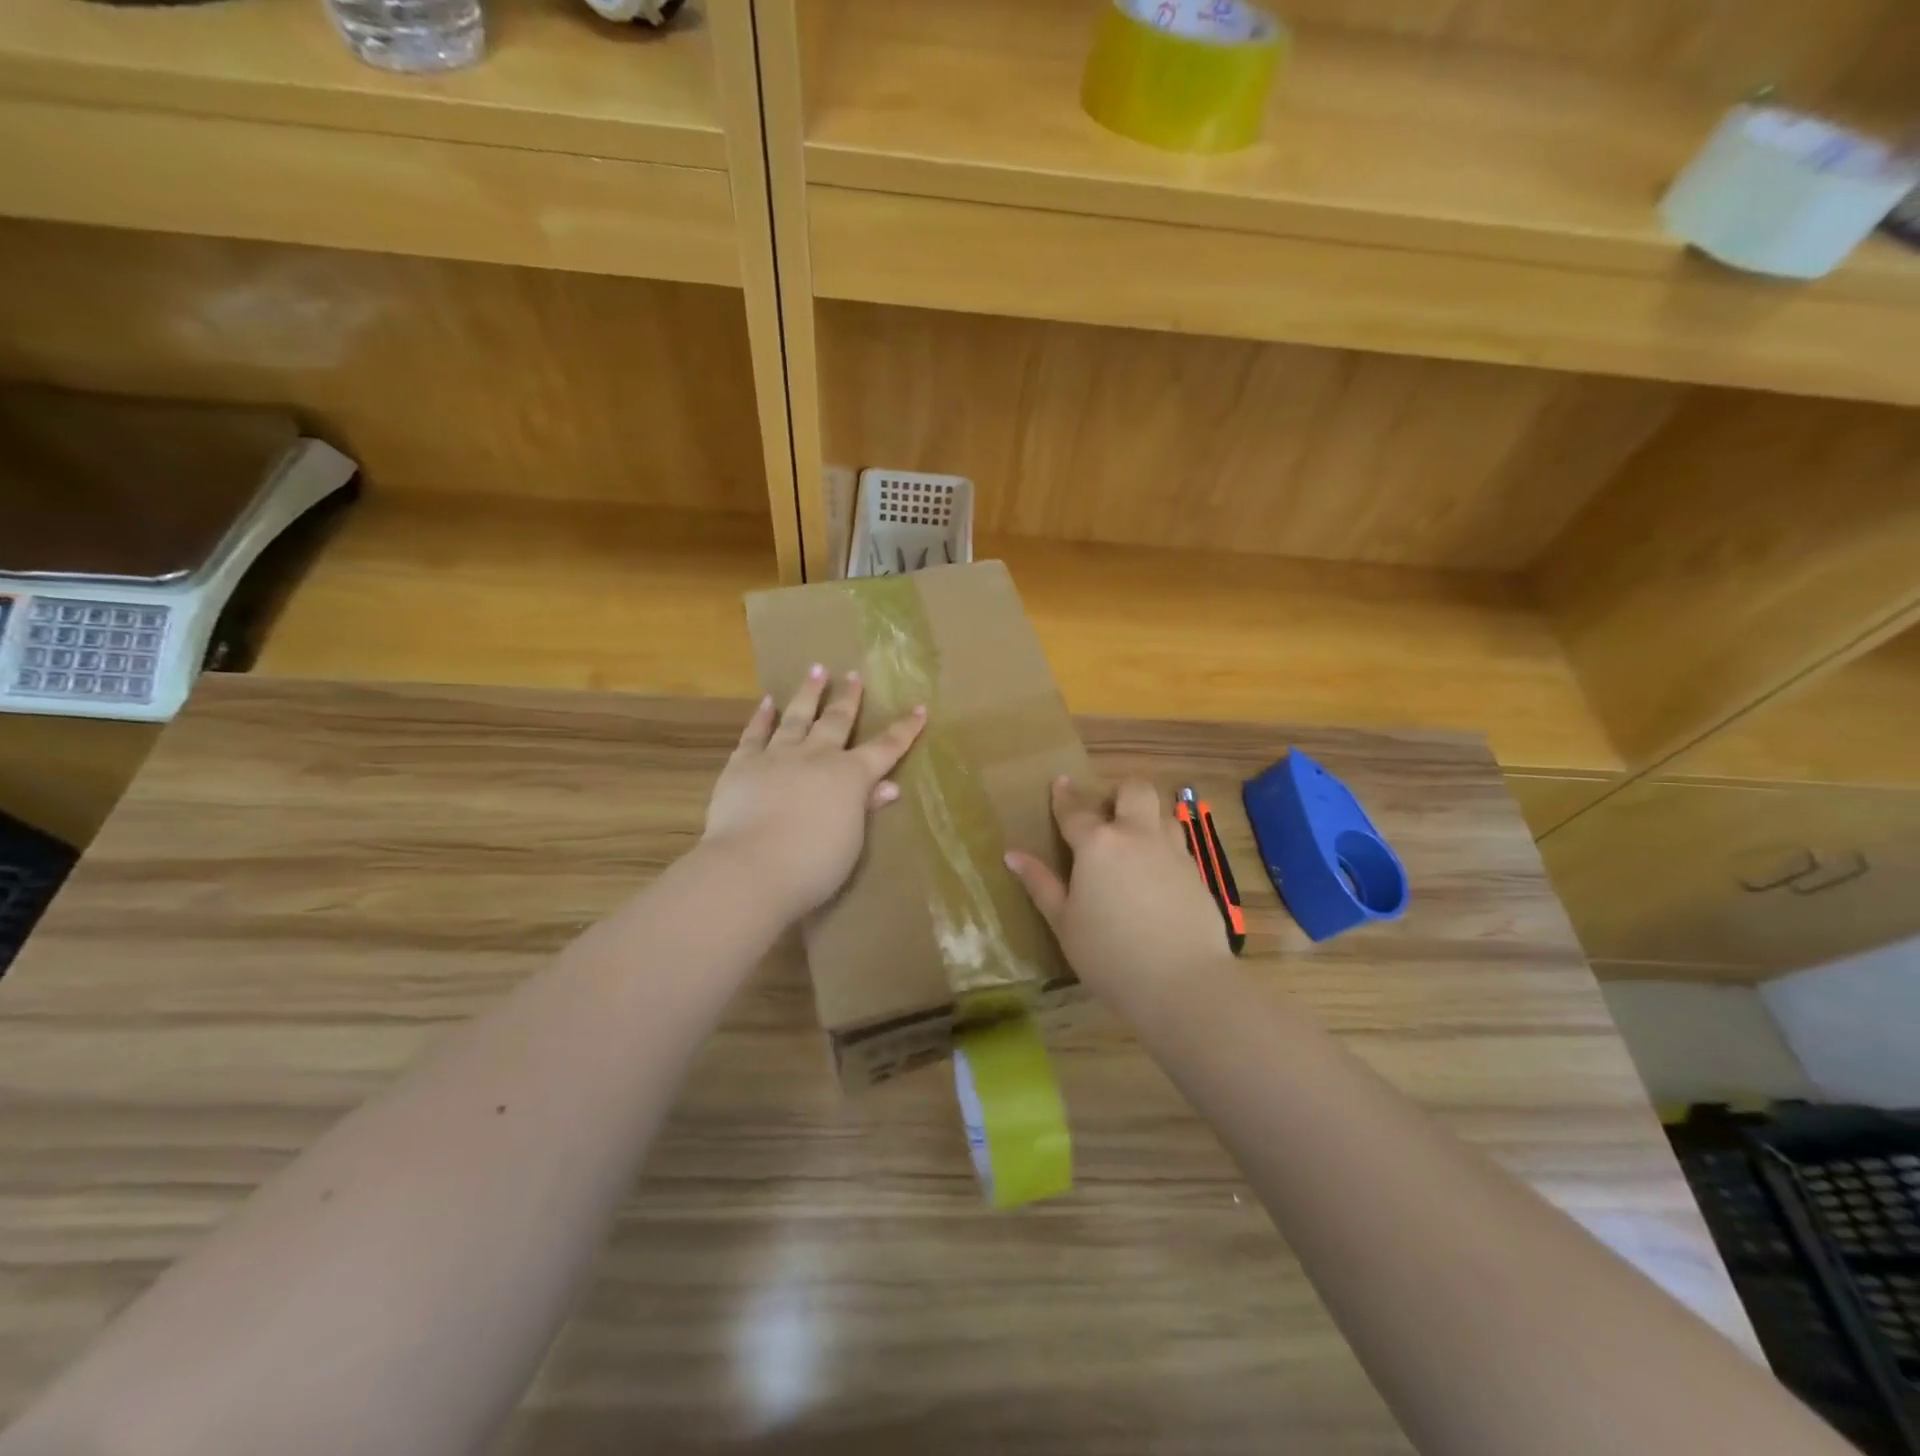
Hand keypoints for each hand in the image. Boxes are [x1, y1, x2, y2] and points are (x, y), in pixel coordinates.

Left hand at [702, 667, 925, 923]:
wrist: (752, 867)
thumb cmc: (814, 865)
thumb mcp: (851, 840)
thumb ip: (865, 807)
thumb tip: (888, 786)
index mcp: (851, 776)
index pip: (886, 748)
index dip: (904, 729)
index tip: (918, 707)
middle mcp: (817, 756)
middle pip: (838, 721)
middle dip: (850, 698)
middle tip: (854, 675)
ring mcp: (778, 756)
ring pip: (797, 717)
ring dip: (809, 693)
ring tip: (817, 670)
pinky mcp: (743, 764)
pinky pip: (755, 734)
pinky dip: (762, 717)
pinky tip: (767, 702)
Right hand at [1005, 777, 1231, 1011]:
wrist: (1183, 982)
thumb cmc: (1109, 955)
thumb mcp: (1064, 923)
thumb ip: (1041, 884)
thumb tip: (1012, 855)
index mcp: (1097, 844)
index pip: (1075, 810)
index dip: (1064, 797)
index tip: (1059, 783)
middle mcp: (1137, 836)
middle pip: (1135, 790)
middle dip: (1120, 791)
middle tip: (1108, 813)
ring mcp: (1172, 851)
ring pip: (1162, 813)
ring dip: (1146, 818)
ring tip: (1134, 843)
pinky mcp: (1197, 873)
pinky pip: (1178, 845)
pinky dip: (1164, 849)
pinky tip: (1156, 876)